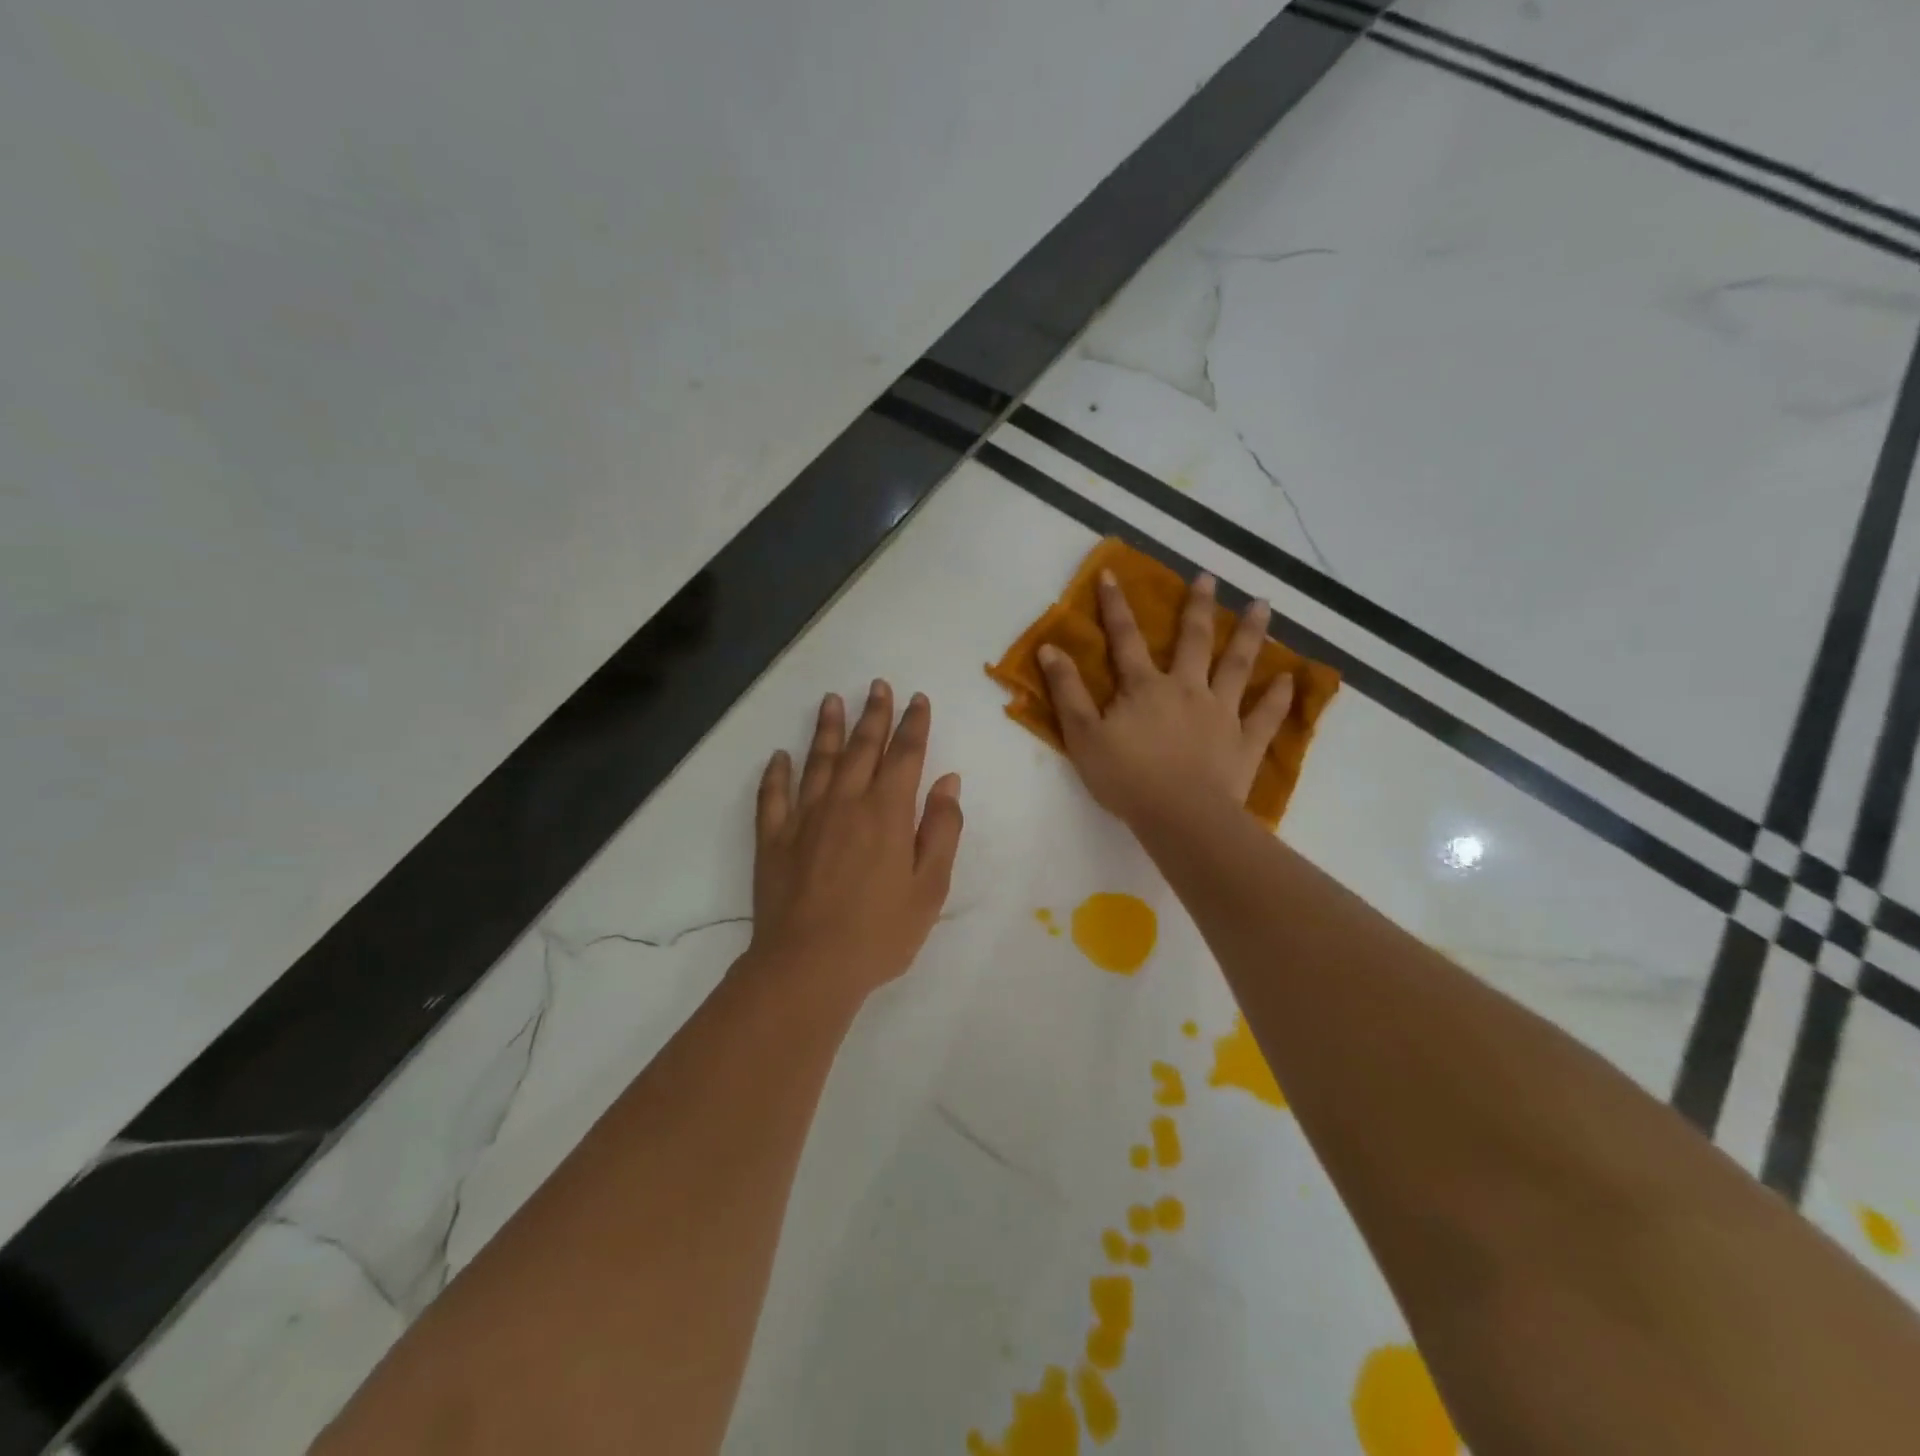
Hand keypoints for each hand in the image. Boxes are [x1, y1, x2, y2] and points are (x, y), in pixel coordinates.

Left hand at [749, 681, 963, 999]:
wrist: (808, 966)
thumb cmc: (880, 932)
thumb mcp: (930, 888)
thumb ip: (941, 829)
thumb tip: (947, 781)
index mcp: (887, 812)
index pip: (904, 754)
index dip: (913, 724)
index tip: (917, 699)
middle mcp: (845, 802)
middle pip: (861, 747)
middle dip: (873, 714)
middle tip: (878, 686)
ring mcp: (803, 817)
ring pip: (817, 760)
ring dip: (826, 728)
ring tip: (831, 700)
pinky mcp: (773, 839)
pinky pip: (773, 795)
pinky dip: (776, 772)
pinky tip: (779, 756)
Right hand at [1037, 570, 1291, 829]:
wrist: (1180, 816)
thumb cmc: (1126, 778)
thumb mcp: (1083, 736)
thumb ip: (1067, 692)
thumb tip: (1050, 649)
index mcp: (1144, 688)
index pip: (1125, 639)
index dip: (1115, 607)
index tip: (1112, 574)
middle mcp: (1186, 689)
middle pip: (1193, 640)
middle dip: (1197, 606)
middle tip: (1209, 576)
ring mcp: (1221, 713)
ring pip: (1238, 665)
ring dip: (1250, 633)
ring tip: (1262, 604)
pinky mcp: (1245, 742)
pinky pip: (1266, 715)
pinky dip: (1278, 697)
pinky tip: (1288, 679)